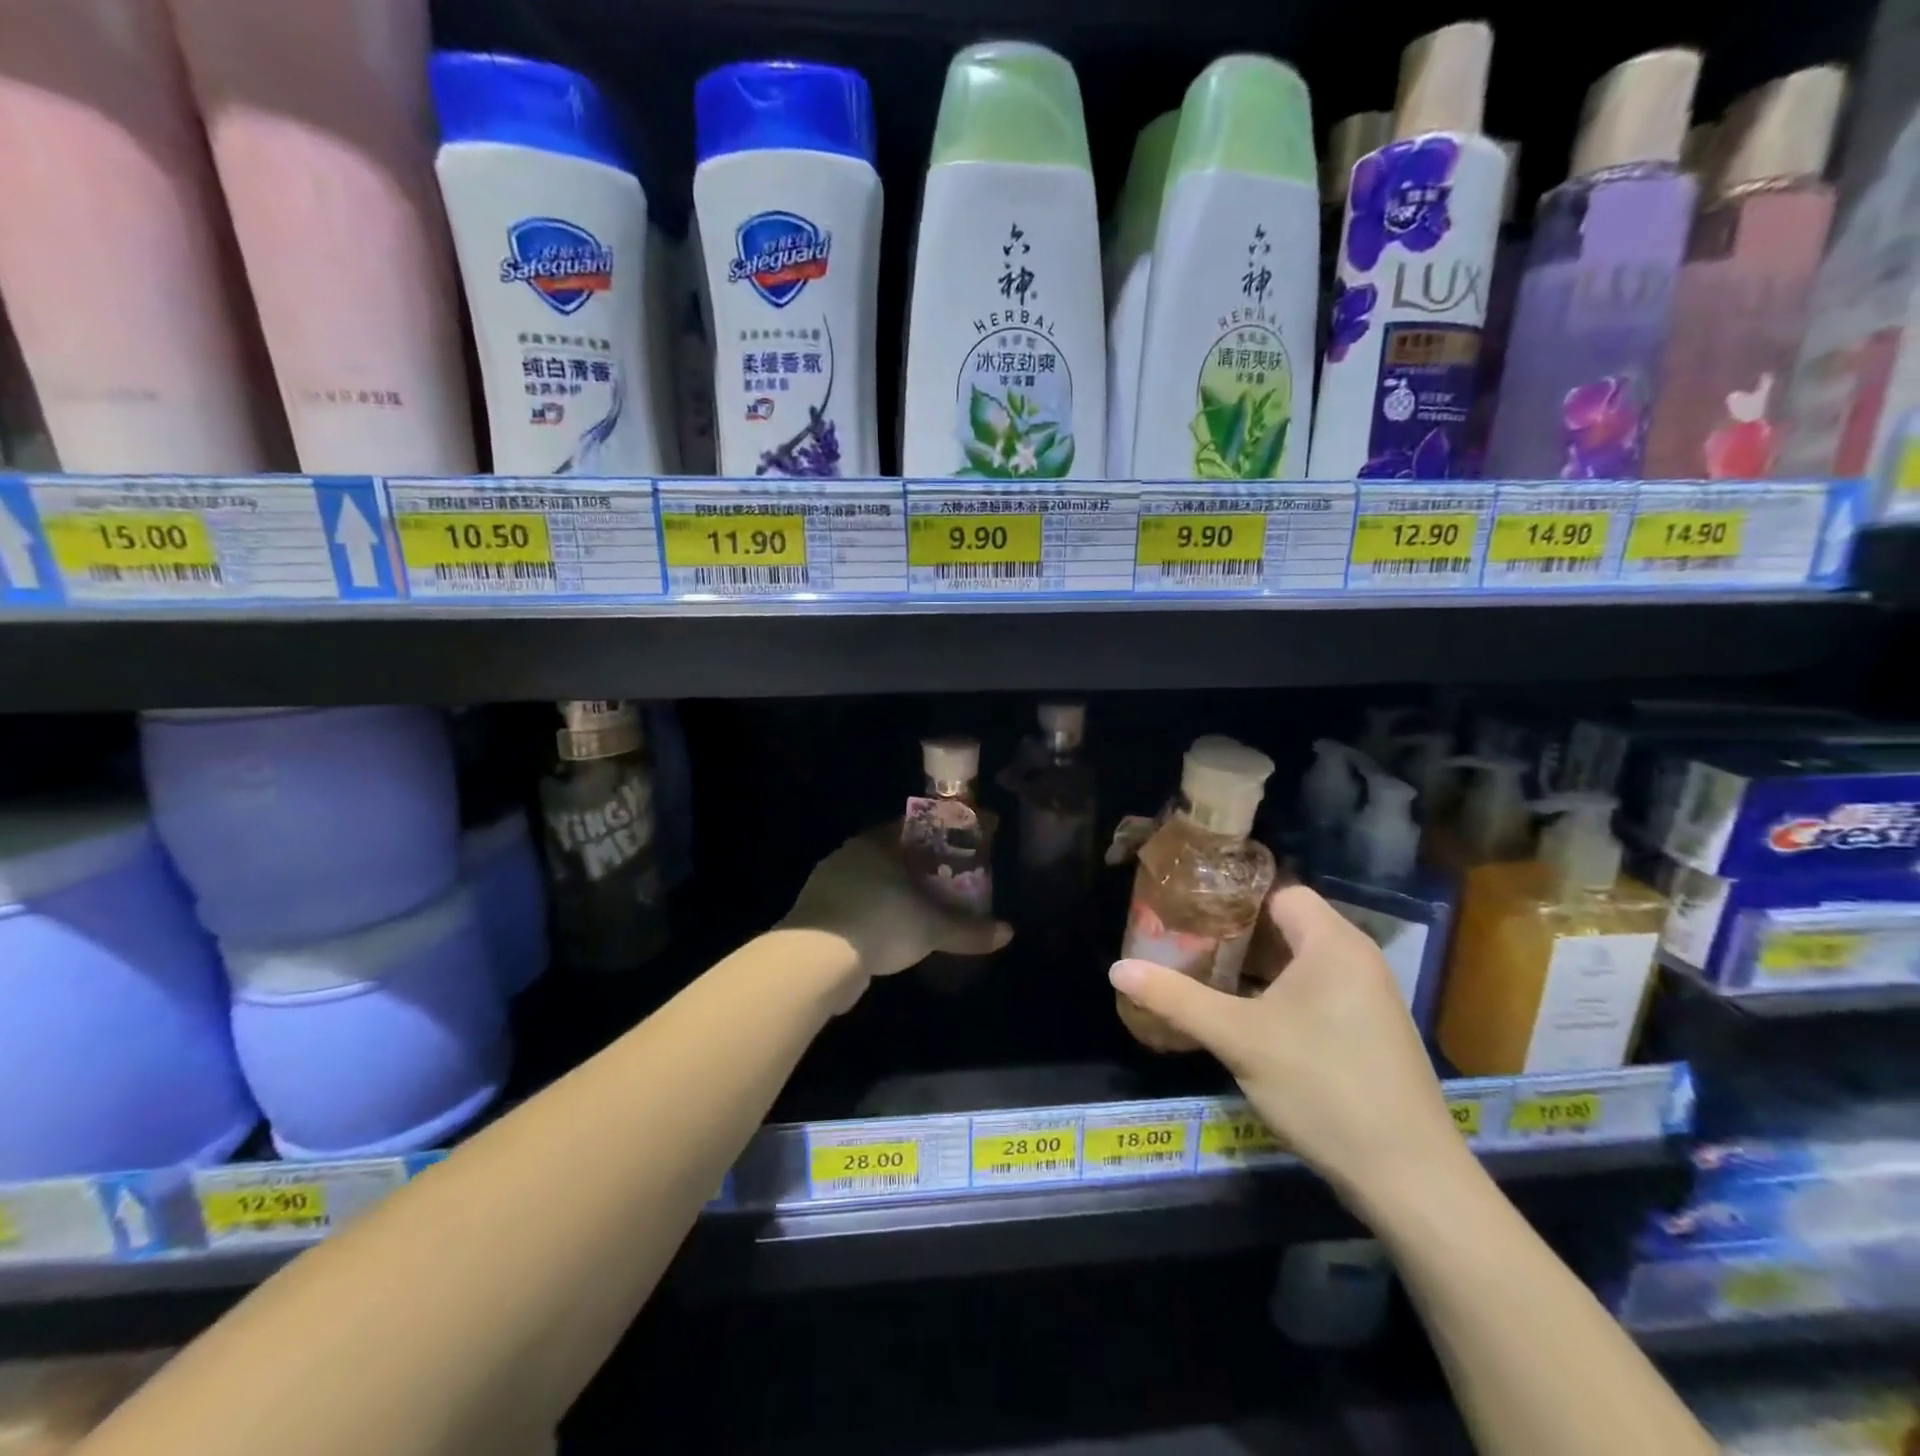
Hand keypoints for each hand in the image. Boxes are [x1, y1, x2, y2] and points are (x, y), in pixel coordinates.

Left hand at [782, 825, 1012, 997]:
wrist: (815, 960)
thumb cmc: (881, 923)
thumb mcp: (932, 928)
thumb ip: (968, 930)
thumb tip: (1008, 933)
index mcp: (877, 843)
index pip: (914, 827)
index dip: (940, 836)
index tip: (959, 847)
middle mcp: (850, 855)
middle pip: (892, 854)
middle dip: (919, 867)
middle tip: (947, 881)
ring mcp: (828, 883)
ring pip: (870, 881)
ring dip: (894, 893)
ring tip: (921, 910)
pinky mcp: (815, 913)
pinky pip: (854, 906)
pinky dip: (874, 915)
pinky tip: (888, 934)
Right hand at [1108, 885, 1460, 1205]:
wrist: (1410, 1179)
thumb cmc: (1323, 1087)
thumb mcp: (1239, 1039)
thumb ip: (1177, 999)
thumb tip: (1117, 969)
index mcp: (1332, 943)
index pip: (1276, 893)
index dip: (1231, 898)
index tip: (1187, 912)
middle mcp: (1356, 959)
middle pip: (1285, 925)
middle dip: (1234, 935)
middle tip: (1184, 944)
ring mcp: (1367, 997)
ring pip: (1299, 962)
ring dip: (1254, 968)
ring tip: (1203, 976)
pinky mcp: (1369, 1031)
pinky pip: (1315, 991)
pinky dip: (1278, 994)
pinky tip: (1244, 1017)